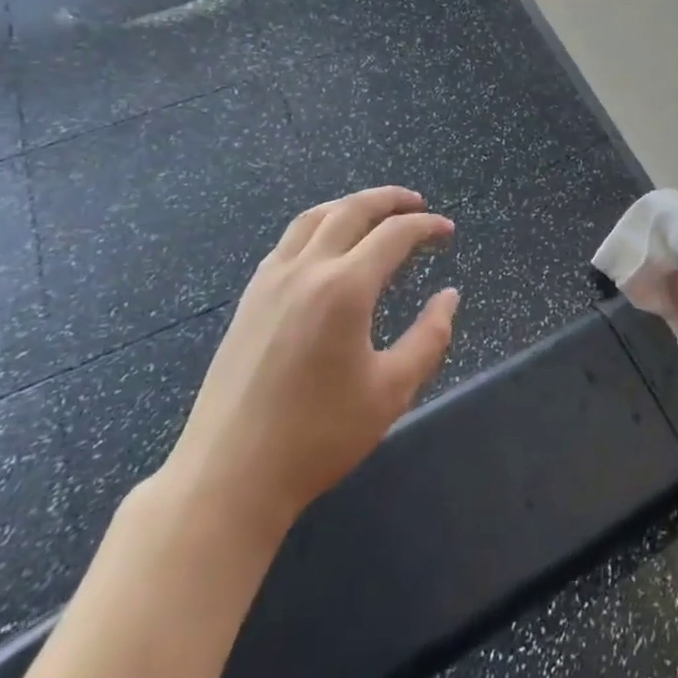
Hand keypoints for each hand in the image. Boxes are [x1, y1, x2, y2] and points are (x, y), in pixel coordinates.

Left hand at [159, 186, 457, 545]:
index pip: (394, 234)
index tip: (448, 231)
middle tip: (418, 204)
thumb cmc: (318, 437)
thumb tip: (449, 296)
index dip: (426, 226)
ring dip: (349, 206)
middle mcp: (306, 270)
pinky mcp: (248, 300)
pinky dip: (317, 227)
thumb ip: (430, 337)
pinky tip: (326, 248)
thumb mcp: (392, 391)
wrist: (228, 478)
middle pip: (351, 210)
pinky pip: (287, 242)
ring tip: (375, 213)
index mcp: (344, 288)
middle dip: (390, 200)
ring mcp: (270, 282)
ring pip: (313, 218)